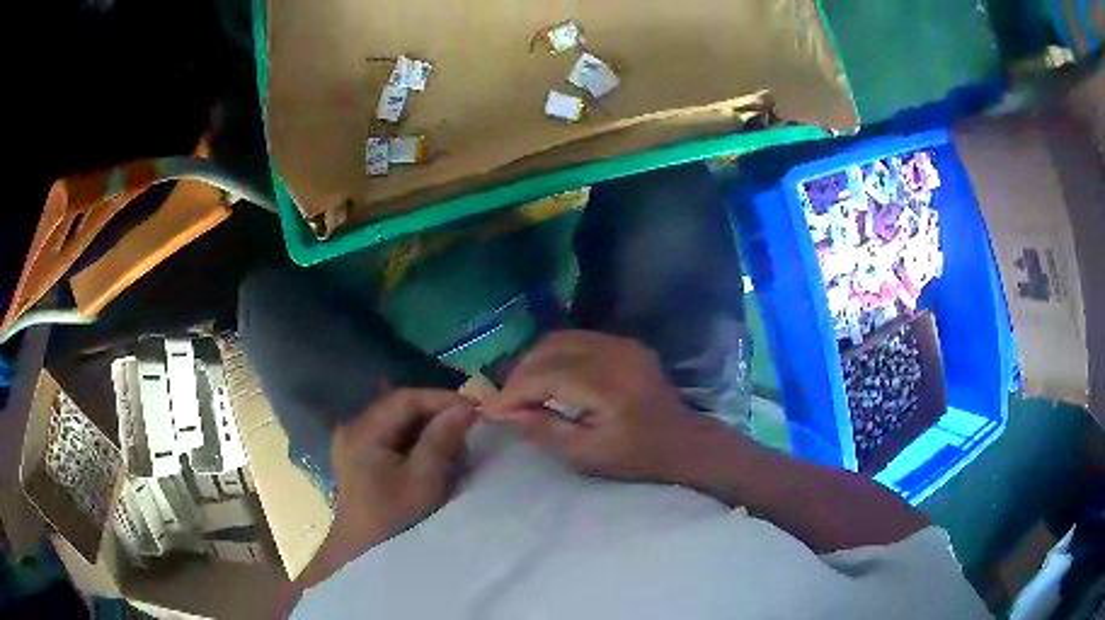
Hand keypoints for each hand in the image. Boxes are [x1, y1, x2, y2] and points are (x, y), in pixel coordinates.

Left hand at [330, 389, 478, 548]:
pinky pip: (392, 436)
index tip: (473, 408)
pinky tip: (434, 455)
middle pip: (400, 408)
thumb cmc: (395, 517)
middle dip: (436, 414)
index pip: (405, 399)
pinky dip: (416, 441)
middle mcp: (354, 428)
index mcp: (363, 431)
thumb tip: (466, 408)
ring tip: (454, 445)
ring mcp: (355, 441)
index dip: (440, 399)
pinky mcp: (361, 454)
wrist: (365, 550)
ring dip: (428, 428)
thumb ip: (442, 439)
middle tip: (467, 427)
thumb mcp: (423, 479)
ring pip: (398, 421)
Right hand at [484, 331, 711, 481]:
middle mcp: (616, 353)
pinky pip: (577, 339)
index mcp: (610, 384)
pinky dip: (553, 356)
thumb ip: (544, 430)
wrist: (686, 443)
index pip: (547, 375)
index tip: (491, 410)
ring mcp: (622, 343)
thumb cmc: (638, 458)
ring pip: (560, 338)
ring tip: (521, 391)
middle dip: (519, 374)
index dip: (513, 391)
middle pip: (549, 349)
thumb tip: (504, 414)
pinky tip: (547, 378)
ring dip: (534, 362)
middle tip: (505, 402)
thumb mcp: (588, 455)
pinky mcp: (625, 343)